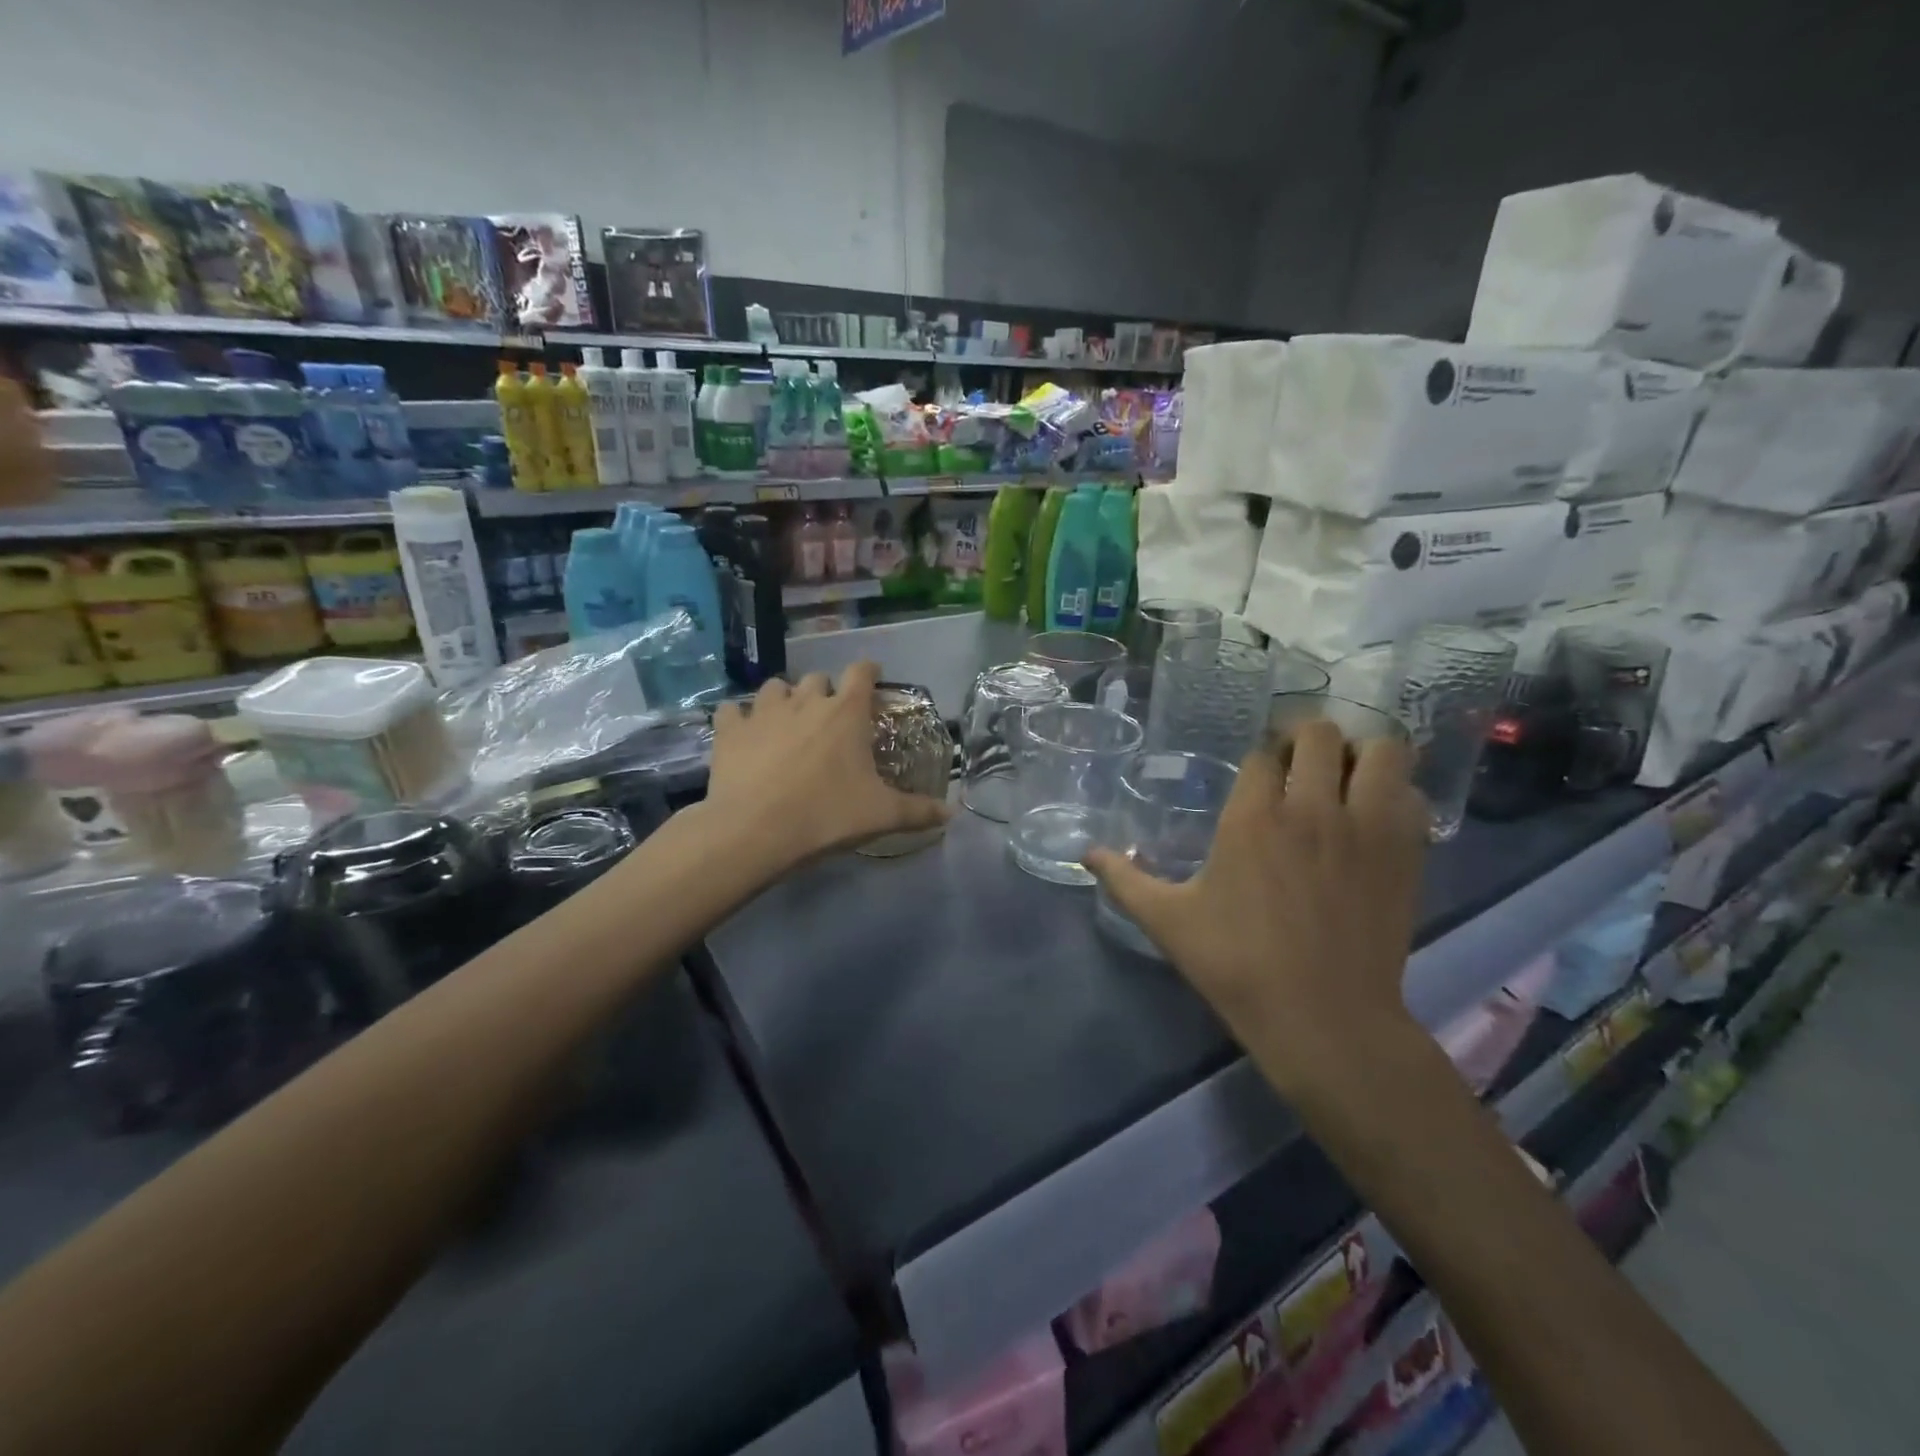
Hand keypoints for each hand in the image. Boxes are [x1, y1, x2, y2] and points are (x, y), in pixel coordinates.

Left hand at [704, 661, 950, 870]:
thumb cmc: (827, 815)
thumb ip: (919, 811)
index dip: (868, 671)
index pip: (861, 672)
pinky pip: (732, 710)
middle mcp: (806, 701)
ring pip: (775, 687)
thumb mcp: (882, 816)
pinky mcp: (729, 730)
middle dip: (826, 692)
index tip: (872, 678)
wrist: (755, 831)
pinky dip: (739, 717)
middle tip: (830, 718)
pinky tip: (742, 733)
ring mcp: (763, 711)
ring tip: (786, 721)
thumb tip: (951, 814)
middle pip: (817, 678)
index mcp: (846, 712)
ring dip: (784, 698)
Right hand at [1085, 722, 1428, 1105]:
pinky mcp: (1406, 853)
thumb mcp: (1166, 921)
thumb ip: (1124, 879)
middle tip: (1297, 764)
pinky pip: (1411, 795)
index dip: (1259, 759)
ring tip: (1344, 778)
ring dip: (1361, 754)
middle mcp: (1313, 807)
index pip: (1262, 754)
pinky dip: (1396, 794)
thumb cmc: (1236, 964)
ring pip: (1381, 751)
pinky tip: (1376, 818)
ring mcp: (1366, 828)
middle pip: (1319, 735)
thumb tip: (1087, 853)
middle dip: (1305, 740)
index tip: (1256, 775)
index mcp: (1253, 817)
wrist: (1323, 1018)